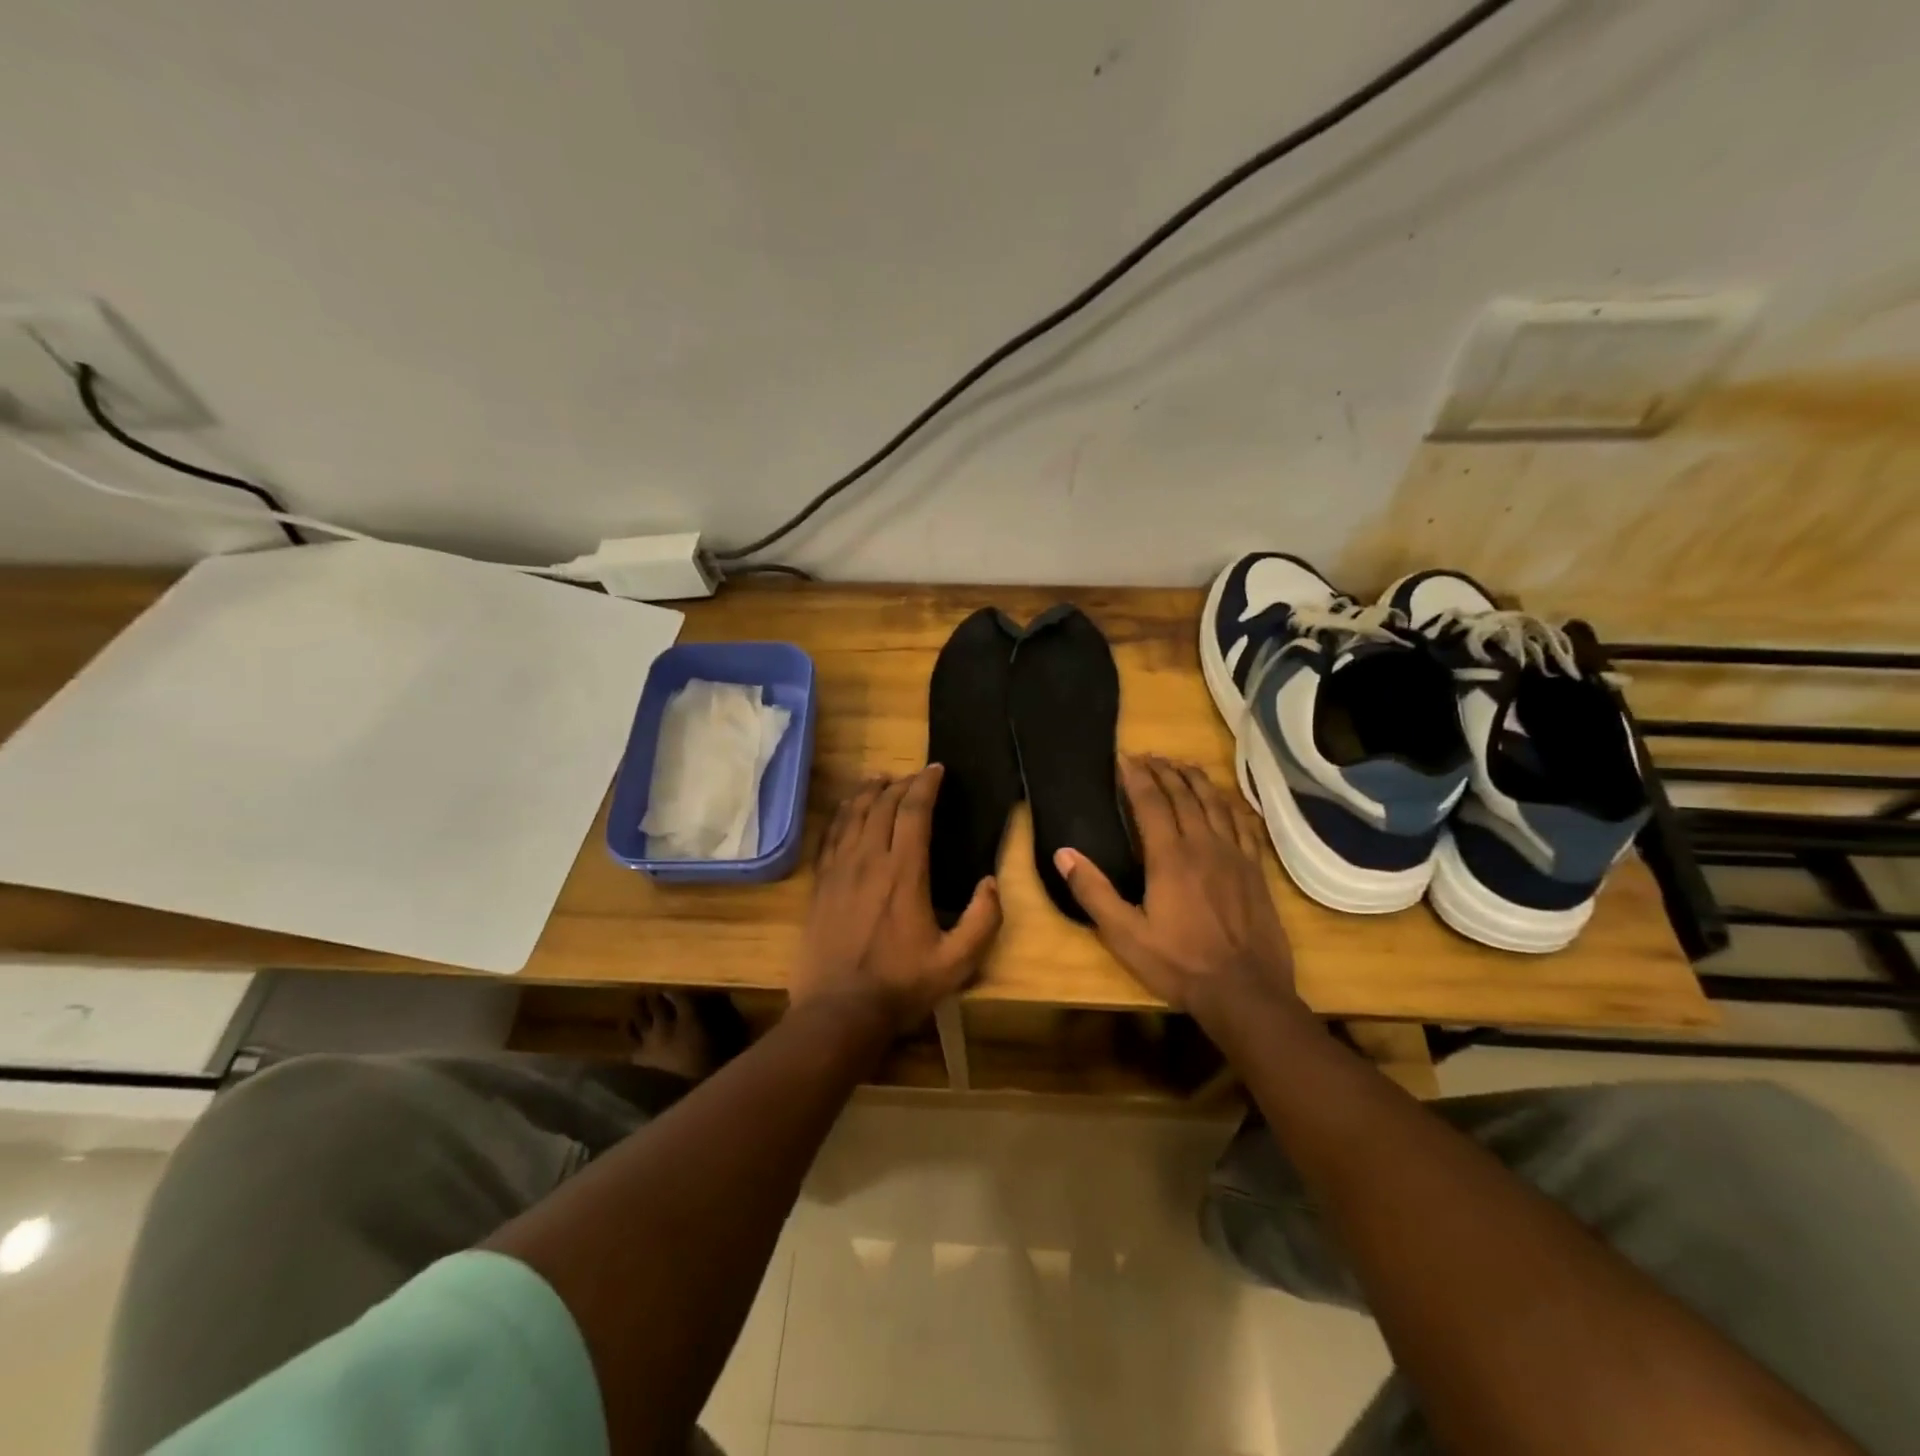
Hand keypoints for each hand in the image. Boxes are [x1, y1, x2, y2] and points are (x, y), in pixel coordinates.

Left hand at [793, 765, 1001, 1032]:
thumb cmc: (901, 985)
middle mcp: (869, 860)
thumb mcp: (957, 962)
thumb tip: (990, 882)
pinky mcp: (820, 884)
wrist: (839, 1010)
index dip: (926, 784)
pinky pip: (829, 836)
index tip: (936, 770)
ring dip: (868, 791)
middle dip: (901, 783)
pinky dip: (841, 815)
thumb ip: (983, 920)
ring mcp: (839, 870)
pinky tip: (846, 810)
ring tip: (880, 778)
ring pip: (852, 814)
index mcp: (904, 872)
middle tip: (915, 776)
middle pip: (882, 805)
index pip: (914, 811)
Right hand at [1055, 755, 1296, 1024]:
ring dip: (1196, 779)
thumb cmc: (1179, 963)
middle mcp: (1203, 844)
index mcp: (1169, 856)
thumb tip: (1063, 854)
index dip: (1136, 776)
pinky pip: (1243, 824)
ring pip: (1215, 803)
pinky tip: (1225, 800)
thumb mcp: (1124, 935)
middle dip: (1164, 770)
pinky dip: (1231, 804)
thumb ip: (1093, 892)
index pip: (1150, 801)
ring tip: (1183, 765)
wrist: (1245, 991)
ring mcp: (1234, 855)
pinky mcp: (1255, 869)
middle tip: (1149, 756)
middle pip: (1183, 794)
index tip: (1124, 758)